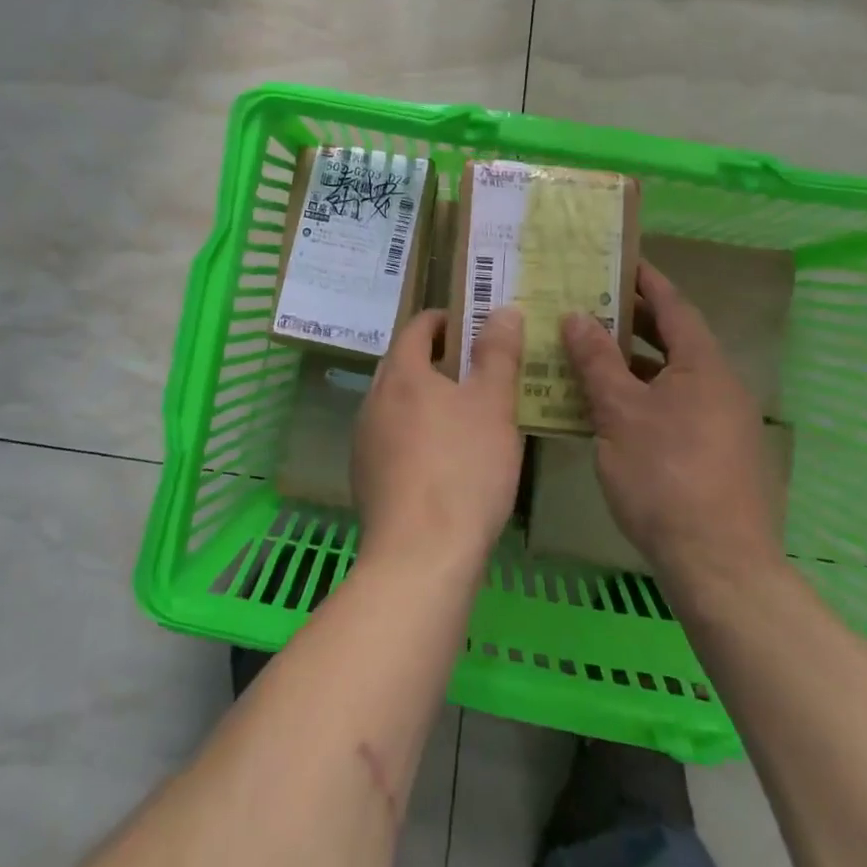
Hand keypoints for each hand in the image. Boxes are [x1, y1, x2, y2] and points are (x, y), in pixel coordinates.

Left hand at [353, 307, 524, 576]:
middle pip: (402, 364)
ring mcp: (364, 441)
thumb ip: (498, 353)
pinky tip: (441, 461)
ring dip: (424, 399)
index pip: (416, 327)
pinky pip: (391, 439)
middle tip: (474, 370)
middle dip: (435, 360)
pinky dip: (414, 434)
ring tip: (463, 415)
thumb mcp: (494, 405)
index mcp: (402, 374)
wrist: (420, 557)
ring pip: (395, 404)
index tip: (471, 325)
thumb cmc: (463, 469)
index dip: (443, 320)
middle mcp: (374, 400)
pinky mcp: (365, 479)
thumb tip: (502, 310)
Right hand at [562, 262, 782, 593]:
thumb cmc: (665, 476)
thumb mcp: (619, 412)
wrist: (720, 567)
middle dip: (631, 320)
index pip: (673, 305)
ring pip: (670, 377)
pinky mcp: (716, 455)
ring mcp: (721, 423)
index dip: (645, 280)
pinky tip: (607, 410)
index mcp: (703, 366)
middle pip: (672, 340)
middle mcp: (720, 386)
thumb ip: (596, 360)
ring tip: (587, 353)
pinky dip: (642, 397)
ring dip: (631, 363)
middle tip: (588, 303)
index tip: (616, 259)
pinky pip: (674, 407)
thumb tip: (577, 315)